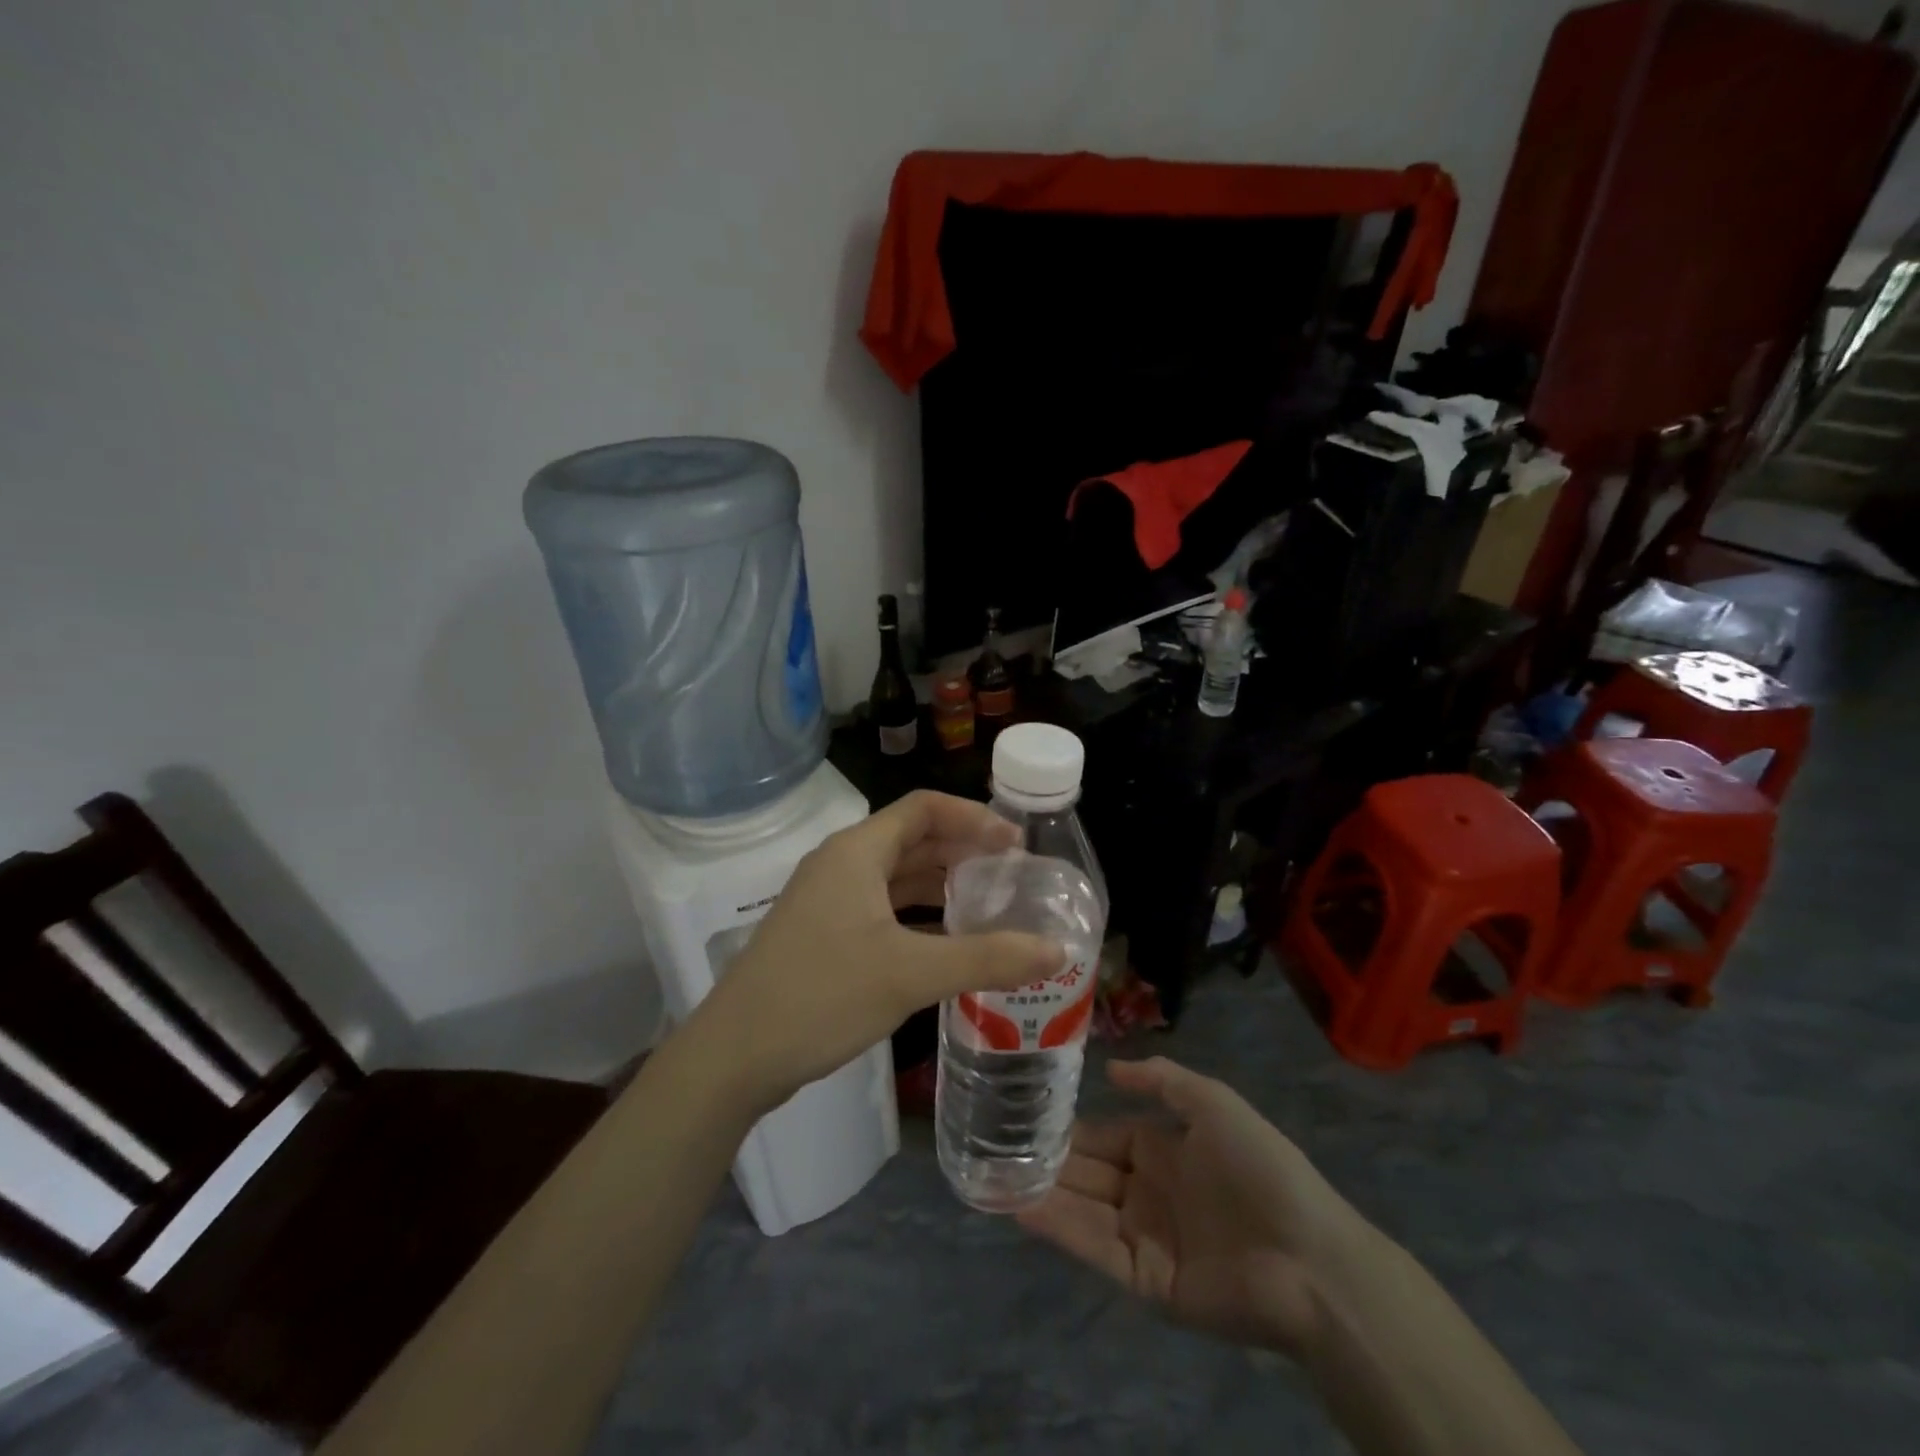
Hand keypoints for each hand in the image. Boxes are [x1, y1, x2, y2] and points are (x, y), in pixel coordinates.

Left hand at [693, 791, 1064, 1112]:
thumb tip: (1058, 951)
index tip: (1016, 843)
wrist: (734, 1055)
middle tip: (1012, 873)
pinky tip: (947, 942)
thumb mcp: (911, 974)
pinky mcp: (823, 933)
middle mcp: (841, 864)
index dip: (974, 817)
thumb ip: (987, 959)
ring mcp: (828, 900)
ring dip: (940, 883)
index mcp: (857, 851)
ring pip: (895, 876)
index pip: (924, 808)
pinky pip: (881, 908)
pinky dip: (917, 915)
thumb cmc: (822, 995)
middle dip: (962, 849)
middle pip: (911, 838)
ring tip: (989, 902)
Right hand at [1017, 1057, 1377, 1357]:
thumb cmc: (1260, 1168)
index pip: (1107, 1135)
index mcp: (1167, 1151)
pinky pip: (1094, 1248)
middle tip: (998, 1144)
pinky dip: (1058, 1228)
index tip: (1030, 1114)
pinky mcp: (1144, 1279)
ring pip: (1084, 1208)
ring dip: (1044, 1192)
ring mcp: (1146, 1237)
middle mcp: (1150, 1192)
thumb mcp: (1214, 1103)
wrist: (1308, 1258)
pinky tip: (1021, 1208)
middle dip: (1050, 1160)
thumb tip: (1109, 1069)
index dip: (1073, 1127)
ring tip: (995, 1174)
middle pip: (1090, 1172)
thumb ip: (1162, 1080)